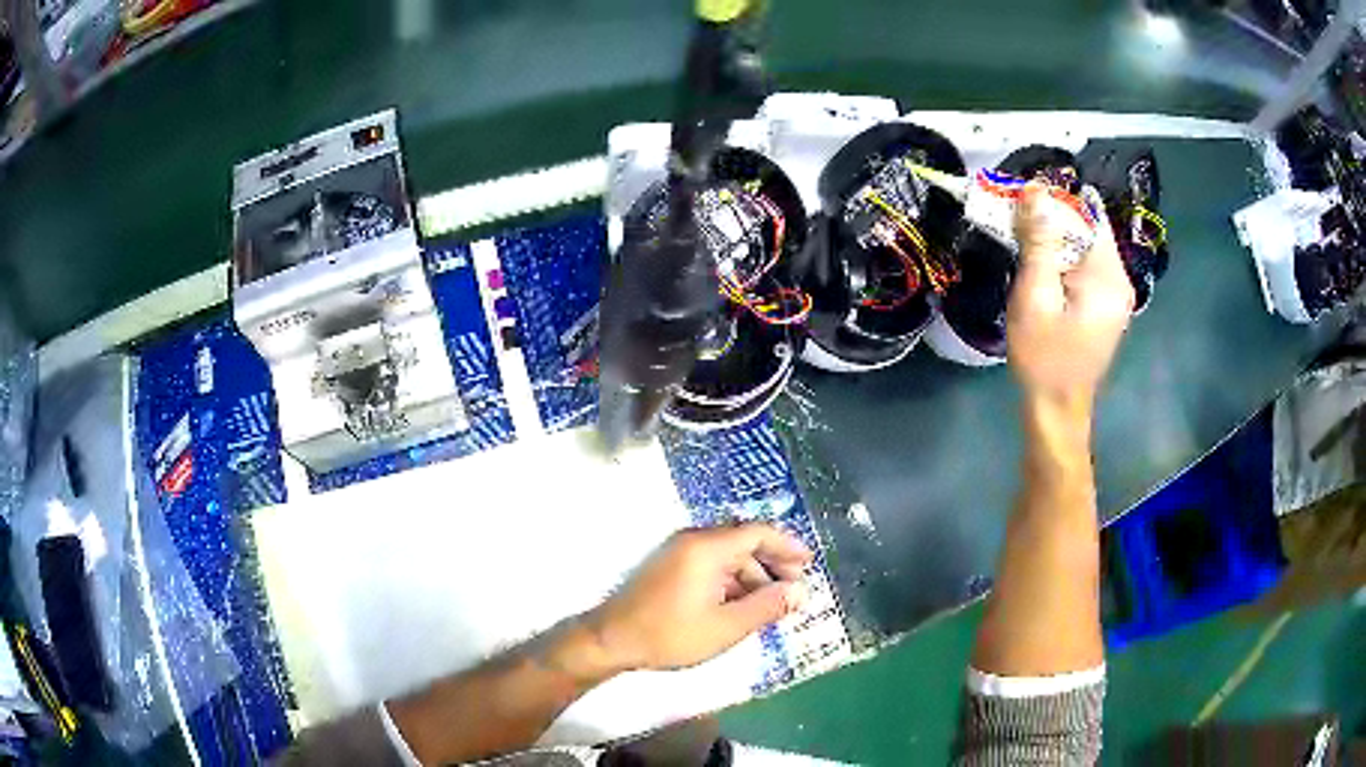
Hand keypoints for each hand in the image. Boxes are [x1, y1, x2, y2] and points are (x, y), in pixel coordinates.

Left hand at [587, 524, 812, 670]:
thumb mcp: (726, 626)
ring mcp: (677, 553)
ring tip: (771, 605)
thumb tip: (800, 592)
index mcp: (706, 548)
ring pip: (727, 556)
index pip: (757, 532)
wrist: (611, 640)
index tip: (809, 563)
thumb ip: (766, 607)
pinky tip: (742, 606)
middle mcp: (692, 541)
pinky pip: (711, 565)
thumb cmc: (670, 634)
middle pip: (743, 542)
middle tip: (795, 587)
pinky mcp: (669, 568)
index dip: (787, 545)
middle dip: (773, 563)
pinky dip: (732, 581)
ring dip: (753, 576)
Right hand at [1009, 182, 1133, 412]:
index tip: (1021, 203)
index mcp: (1108, 277)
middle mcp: (1120, 280)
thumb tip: (1036, 189)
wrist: (1056, 411)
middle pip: (1087, 230)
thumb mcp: (1035, 297)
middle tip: (1016, 228)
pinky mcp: (1106, 306)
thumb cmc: (1043, 358)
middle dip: (1052, 223)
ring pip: (1084, 248)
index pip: (1086, 215)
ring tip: (1024, 251)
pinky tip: (1041, 275)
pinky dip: (1062, 262)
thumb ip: (1039, 242)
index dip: (1054, 202)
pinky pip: (1085, 268)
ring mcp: (1116, 295)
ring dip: (1054, 243)